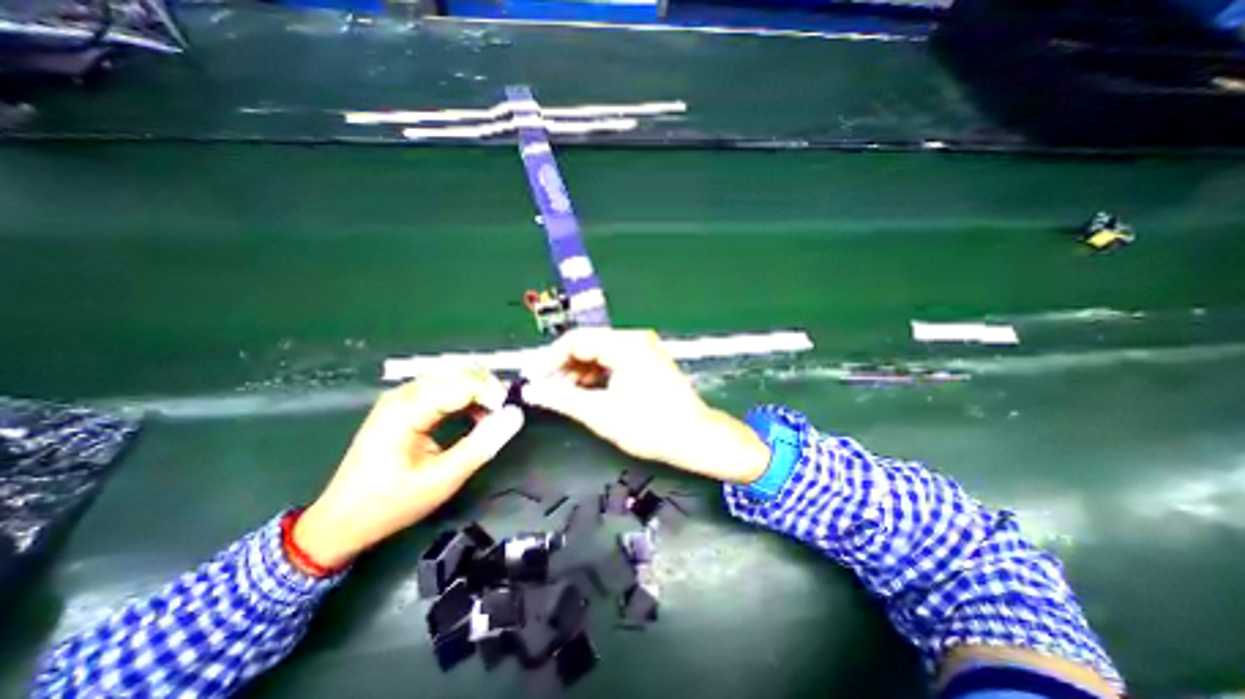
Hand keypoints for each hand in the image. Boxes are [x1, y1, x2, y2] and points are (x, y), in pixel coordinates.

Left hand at [296, 369, 521, 570]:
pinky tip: (474, 415)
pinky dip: (466, 395)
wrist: (341, 520)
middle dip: (489, 388)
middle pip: (459, 372)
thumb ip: (482, 445)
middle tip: (504, 414)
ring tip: (492, 416)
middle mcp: (404, 393)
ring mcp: (402, 396)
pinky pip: (444, 386)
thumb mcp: (442, 479)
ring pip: (454, 375)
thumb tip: (515, 416)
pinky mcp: (404, 403)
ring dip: (479, 390)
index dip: (493, 394)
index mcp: (408, 409)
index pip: (464, 383)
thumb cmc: (391, 503)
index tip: (510, 415)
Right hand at [515, 326, 768, 482]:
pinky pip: (613, 361)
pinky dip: (596, 375)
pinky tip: (585, 392)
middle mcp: (635, 339)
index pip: (575, 340)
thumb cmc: (649, 426)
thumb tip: (532, 391)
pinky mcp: (648, 361)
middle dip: (563, 366)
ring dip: (578, 372)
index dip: (549, 359)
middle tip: (544, 389)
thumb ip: (563, 398)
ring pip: (600, 354)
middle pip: (588, 345)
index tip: (531, 378)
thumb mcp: (601, 413)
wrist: (695, 438)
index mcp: (625, 344)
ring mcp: (643, 349)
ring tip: (561, 394)